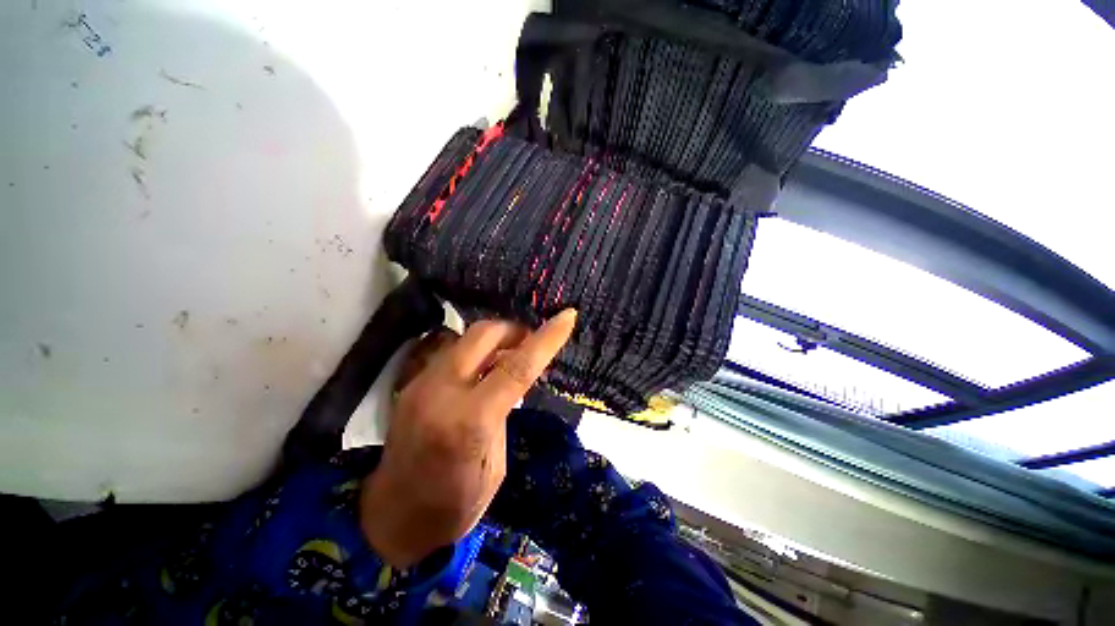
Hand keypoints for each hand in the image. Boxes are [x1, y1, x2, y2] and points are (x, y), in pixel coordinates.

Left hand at [360, 309, 576, 566]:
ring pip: (465, 337)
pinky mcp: (411, 383)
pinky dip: (476, 350)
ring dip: (495, 338)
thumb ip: (504, 413)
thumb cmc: (453, 506)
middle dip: (514, 330)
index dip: (546, 339)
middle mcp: (441, 393)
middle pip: (484, 334)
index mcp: (470, 423)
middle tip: (530, 342)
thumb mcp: (496, 465)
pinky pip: (451, 350)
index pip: (517, 368)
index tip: (567, 317)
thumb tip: (512, 379)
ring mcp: (420, 384)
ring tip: (510, 354)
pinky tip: (484, 367)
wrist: (390, 519)